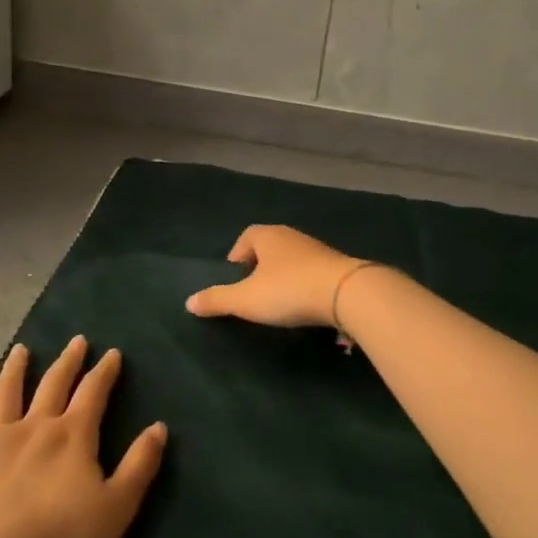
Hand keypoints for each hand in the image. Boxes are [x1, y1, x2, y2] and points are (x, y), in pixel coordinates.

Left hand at [0, 337, 165, 537]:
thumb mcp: (115, 511)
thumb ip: (139, 466)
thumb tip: (159, 426)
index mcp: (73, 437)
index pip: (94, 394)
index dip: (105, 372)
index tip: (112, 353)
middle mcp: (35, 425)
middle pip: (54, 384)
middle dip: (69, 361)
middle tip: (77, 340)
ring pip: (9, 390)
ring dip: (18, 368)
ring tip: (23, 350)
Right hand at [184, 225, 362, 328]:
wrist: (348, 293)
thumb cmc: (289, 290)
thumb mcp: (246, 299)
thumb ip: (217, 300)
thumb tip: (189, 302)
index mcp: (268, 236)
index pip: (248, 235)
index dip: (238, 252)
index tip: (235, 273)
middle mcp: (293, 237)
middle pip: (271, 245)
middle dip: (261, 263)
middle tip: (253, 287)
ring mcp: (319, 250)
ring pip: (294, 258)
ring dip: (285, 274)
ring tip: (278, 298)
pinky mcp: (339, 267)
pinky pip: (314, 272)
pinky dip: (305, 283)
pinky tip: (304, 302)